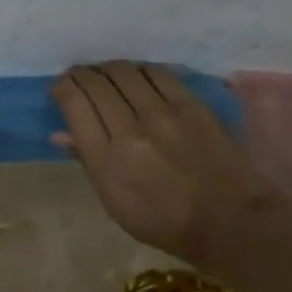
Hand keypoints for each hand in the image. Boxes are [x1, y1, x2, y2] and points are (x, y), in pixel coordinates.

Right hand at [51, 61, 278, 266]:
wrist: (230, 222)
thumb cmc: (165, 222)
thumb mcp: (115, 203)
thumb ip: (87, 162)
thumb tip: (60, 133)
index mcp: (106, 159)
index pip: (74, 103)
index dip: (62, 87)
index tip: (61, 89)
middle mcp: (130, 129)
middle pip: (95, 82)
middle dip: (80, 75)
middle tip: (80, 78)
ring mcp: (162, 113)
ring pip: (123, 71)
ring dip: (107, 69)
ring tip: (106, 75)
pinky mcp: (190, 104)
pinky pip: (155, 72)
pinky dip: (138, 69)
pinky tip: (136, 76)